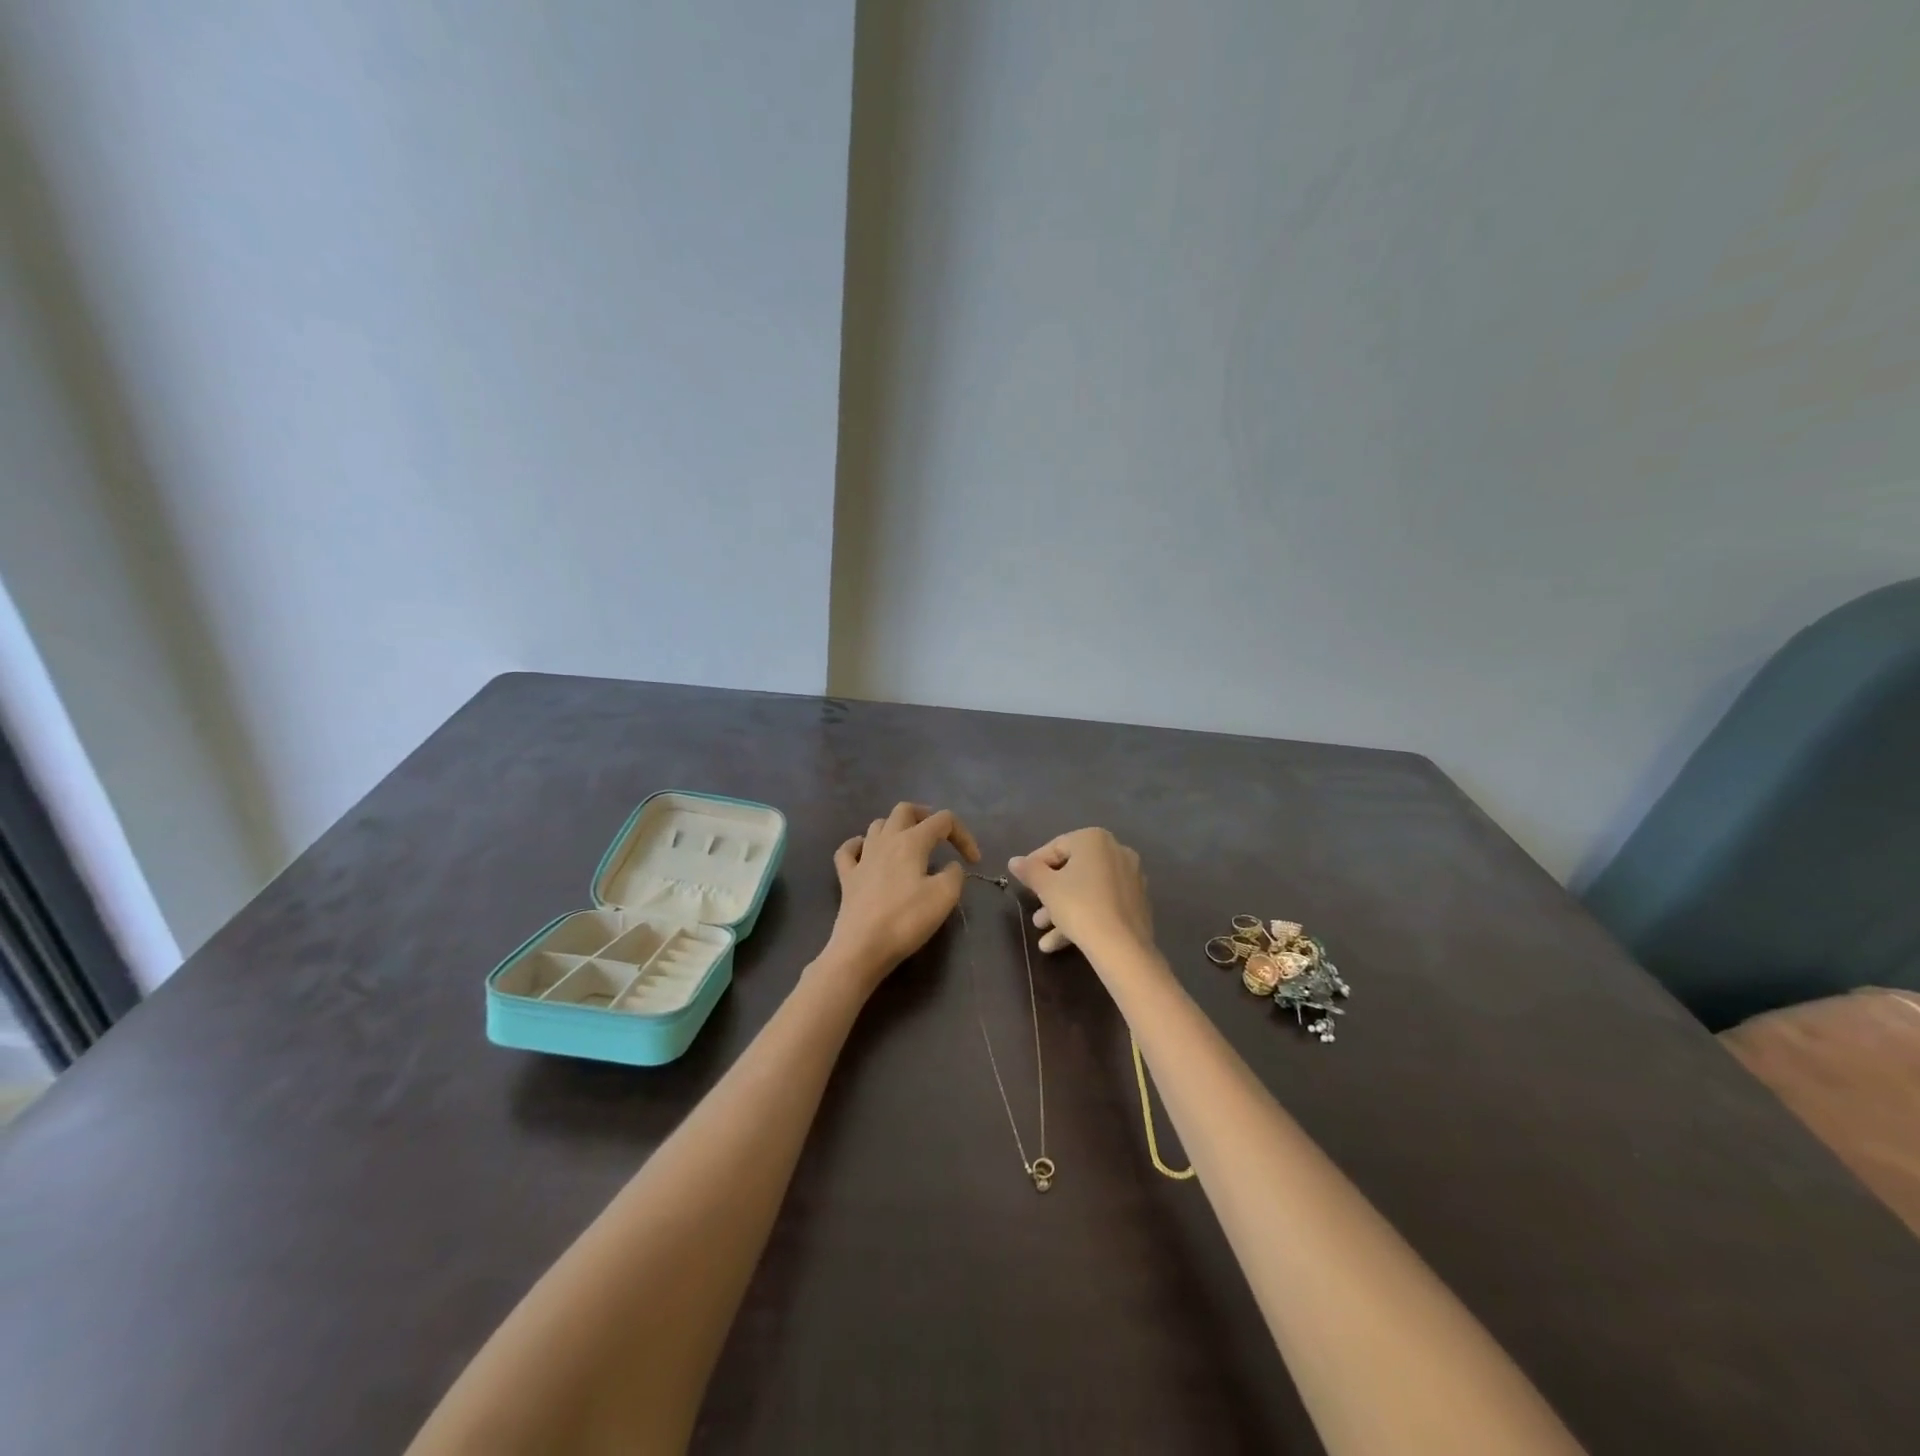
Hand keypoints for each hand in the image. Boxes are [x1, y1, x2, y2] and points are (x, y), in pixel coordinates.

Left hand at [824, 802, 980, 991]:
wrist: (862, 948)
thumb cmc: (906, 920)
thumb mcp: (944, 896)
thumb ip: (954, 874)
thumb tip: (950, 867)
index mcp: (911, 841)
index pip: (943, 820)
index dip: (963, 835)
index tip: (974, 862)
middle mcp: (885, 841)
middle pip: (905, 810)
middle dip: (926, 816)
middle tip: (940, 836)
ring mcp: (862, 858)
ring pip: (878, 825)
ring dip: (897, 828)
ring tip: (909, 845)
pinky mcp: (847, 877)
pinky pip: (849, 849)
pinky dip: (860, 845)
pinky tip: (867, 853)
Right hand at [1008, 828, 1153, 959]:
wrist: (1122, 946)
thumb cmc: (1078, 906)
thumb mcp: (1046, 887)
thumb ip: (1029, 870)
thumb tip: (1014, 861)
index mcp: (1094, 839)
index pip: (1056, 847)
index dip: (1035, 866)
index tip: (1023, 885)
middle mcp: (1117, 851)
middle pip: (1073, 870)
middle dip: (1050, 894)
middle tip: (1036, 915)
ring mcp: (1131, 877)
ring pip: (1088, 890)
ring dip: (1063, 910)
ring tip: (1043, 934)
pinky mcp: (1138, 902)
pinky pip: (1103, 903)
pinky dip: (1084, 916)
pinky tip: (1061, 942)